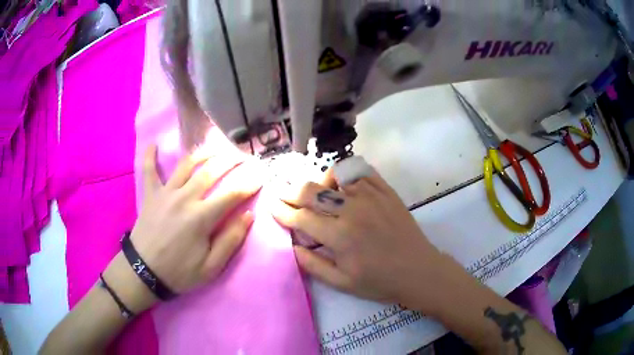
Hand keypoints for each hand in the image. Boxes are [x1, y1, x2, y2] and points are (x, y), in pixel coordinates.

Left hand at [111, 145, 261, 306]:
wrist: (144, 273)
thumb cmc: (179, 272)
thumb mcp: (211, 267)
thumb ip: (230, 240)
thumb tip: (248, 215)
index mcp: (201, 218)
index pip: (232, 194)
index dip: (250, 182)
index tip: (261, 174)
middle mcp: (184, 198)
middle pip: (211, 171)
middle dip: (230, 160)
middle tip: (242, 155)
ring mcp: (165, 193)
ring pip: (186, 164)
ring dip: (203, 152)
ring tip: (215, 146)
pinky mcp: (150, 194)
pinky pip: (148, 170)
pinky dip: (150, 156)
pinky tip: (153, 145)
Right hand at [272, 169, 446, 307]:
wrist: (418, 270)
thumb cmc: (379, 281)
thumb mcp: (342, 283)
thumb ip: (312, 265)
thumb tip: (292, 246)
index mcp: (339, 237)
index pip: (300, 217)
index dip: (281, 211)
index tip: (271, 206)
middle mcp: (351, 211)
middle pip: (311, 191)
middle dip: (290, 191)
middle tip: (281, 192)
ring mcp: (371, 196)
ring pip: (334, 175)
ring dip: (319, 181)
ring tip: (317, 191)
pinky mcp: (386, 191)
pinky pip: (361, 171)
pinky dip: (346, 174)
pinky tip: (343, 185)